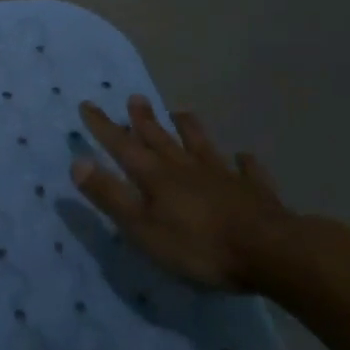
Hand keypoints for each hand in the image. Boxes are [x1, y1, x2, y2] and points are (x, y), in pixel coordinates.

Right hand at [71, 98, 290, 290]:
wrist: (272, 252)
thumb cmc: (198, 245)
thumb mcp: (142, 227)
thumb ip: (110, 195)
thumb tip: (77, 161)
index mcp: (155, 175)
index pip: (122, 145)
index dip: (103, 126)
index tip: (88, 104)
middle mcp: (185, 167)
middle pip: (160, 138)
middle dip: (144, 119)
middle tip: (135, 97)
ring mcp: (223, 176)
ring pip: (201, 145)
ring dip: (189, 129)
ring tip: (181, 112)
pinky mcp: (255, 192)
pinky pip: (247, 171)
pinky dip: (244, 163)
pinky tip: (244, 157)